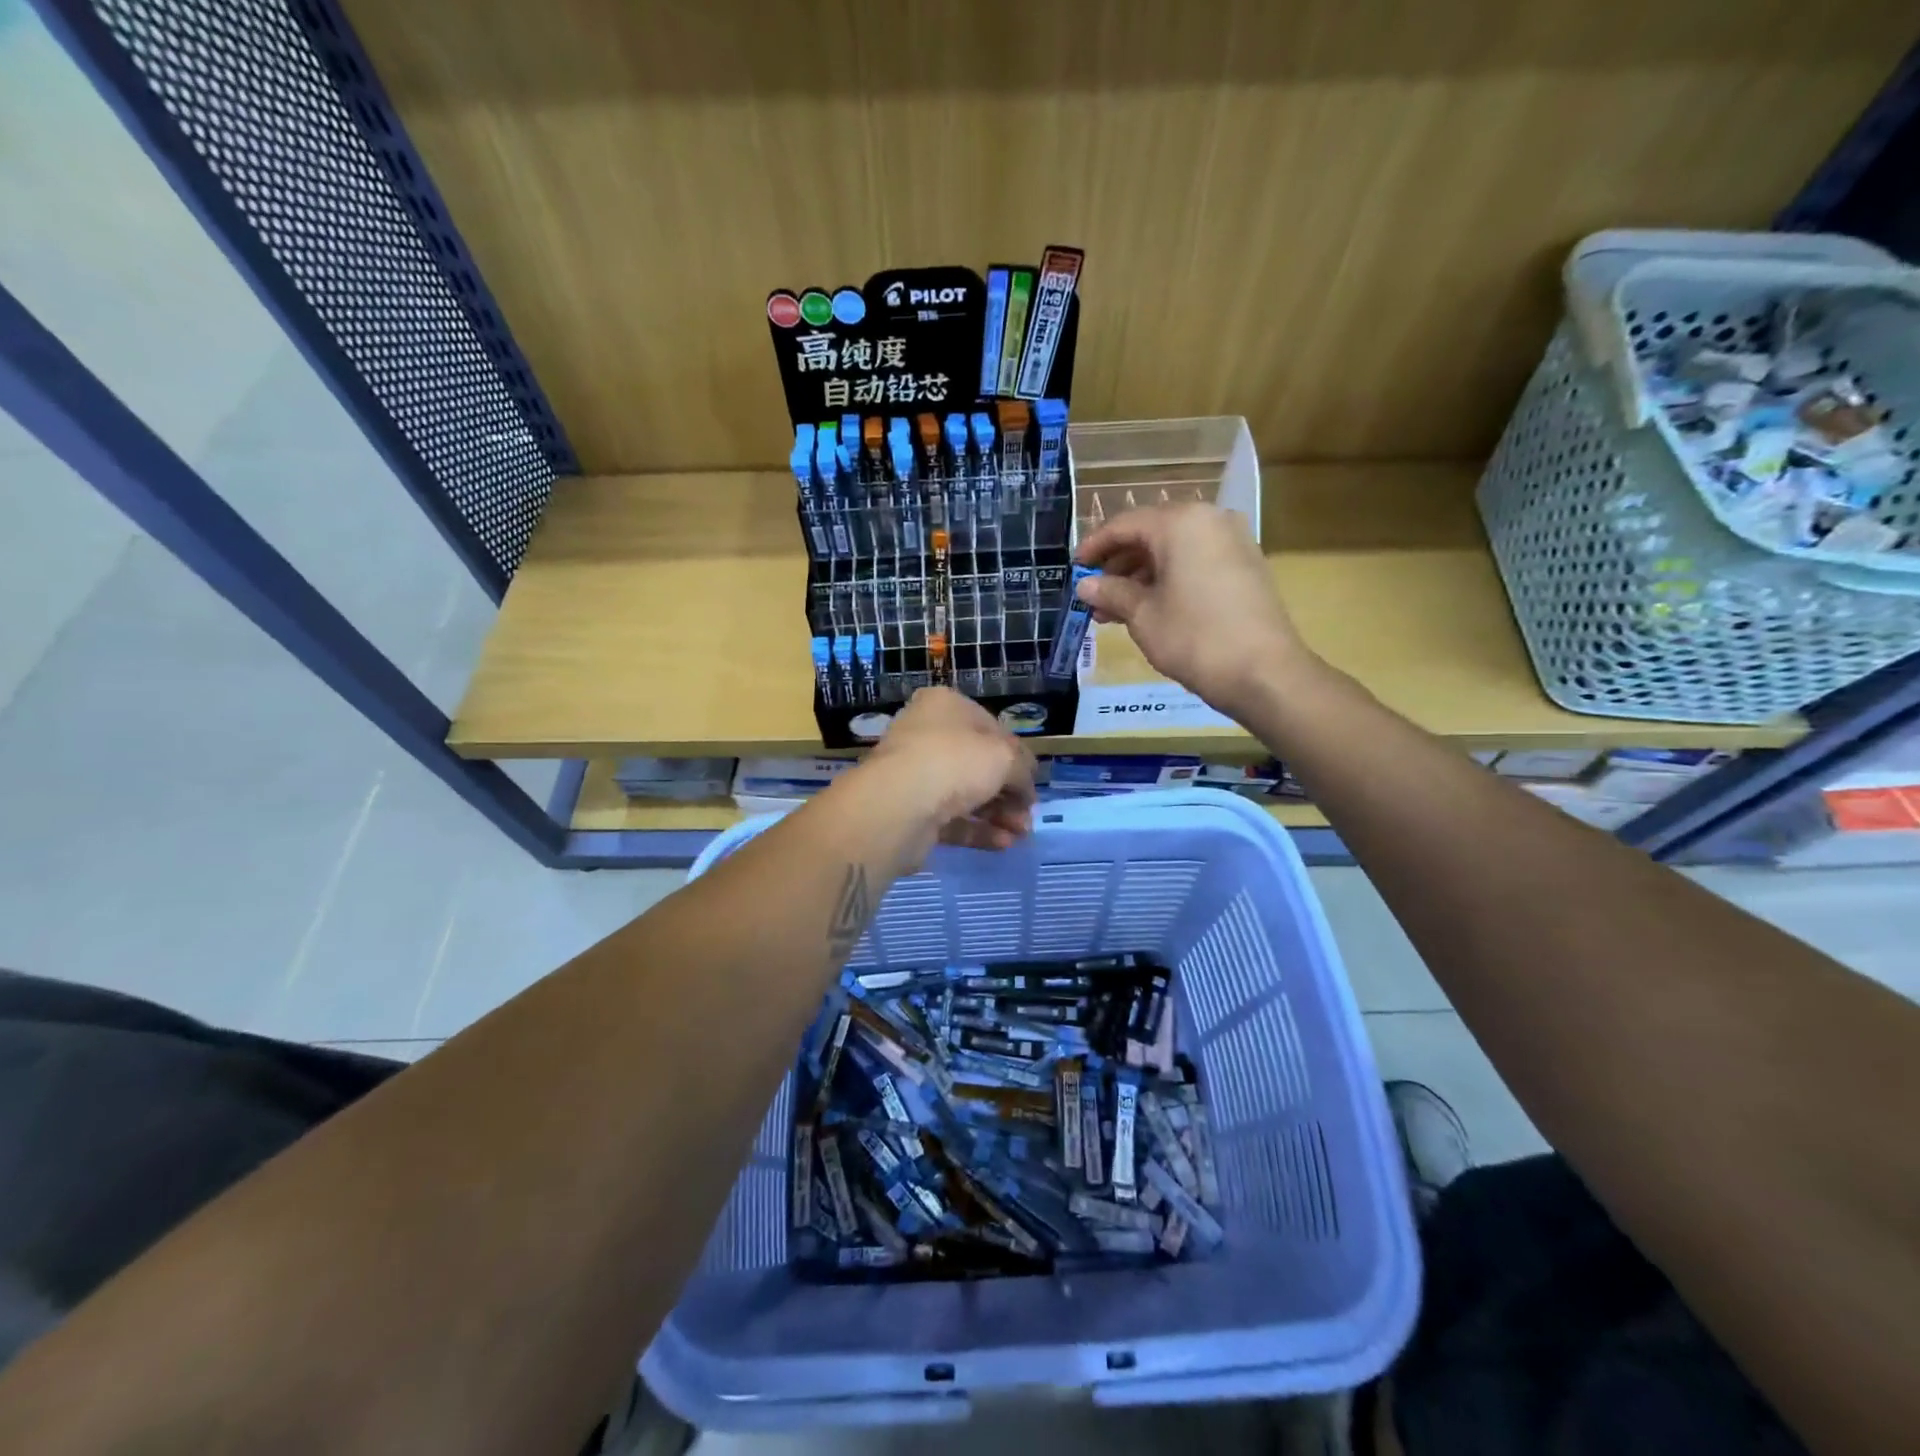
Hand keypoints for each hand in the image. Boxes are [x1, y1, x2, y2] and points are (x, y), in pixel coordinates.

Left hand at [859, 688, 1036, 851]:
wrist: (898, 805)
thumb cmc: (955, 762)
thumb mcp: (1005, 757)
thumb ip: (1023, 769)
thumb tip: (1026, 787)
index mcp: (946, 706)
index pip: (991, 728)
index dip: (1017, 755)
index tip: (1033, 781)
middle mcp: (926, 735)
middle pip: (978, 764)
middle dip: (1009, 791)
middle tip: (1028, 814)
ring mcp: (915, 774)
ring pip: (966, 794)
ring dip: (998, 813)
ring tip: (1021, 833)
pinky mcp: (911, 811)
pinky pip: (951, 819)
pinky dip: (978, 830)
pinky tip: (1003, 844)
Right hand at [1076, 504, 1314, 716]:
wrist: (1264, 672)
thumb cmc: (1194, 637)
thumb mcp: (1142, 615)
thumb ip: (1111, 592)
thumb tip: (1085, 585)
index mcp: (1180, 523)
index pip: (1125, 524)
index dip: (1094, 546)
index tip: (1074, 568)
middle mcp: (1209, 520)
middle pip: (1151, 534)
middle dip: (1119, 565)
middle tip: (1094, 595)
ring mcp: (1233, 541)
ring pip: (1174, 550)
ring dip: (1141, 576)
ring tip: (1115, 610)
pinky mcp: (1246, 566)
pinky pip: (1196, 562)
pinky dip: (1169, 580)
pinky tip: (1149, 609)